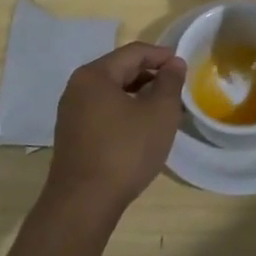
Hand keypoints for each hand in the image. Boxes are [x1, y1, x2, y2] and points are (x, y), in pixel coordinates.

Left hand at [45, 42, 187, 213]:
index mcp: (95, 75)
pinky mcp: (72, 136)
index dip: (162, 55)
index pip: (134, 52)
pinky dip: (125, 112)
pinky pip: (104, 111)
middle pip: (121, 70)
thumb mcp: (159, 113)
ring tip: (164, 110)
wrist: (84, 204)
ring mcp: (71, 113)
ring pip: (112, 93)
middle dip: (151, 76)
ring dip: (139, 95)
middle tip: (177, 89)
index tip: (184, 66)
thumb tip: (173, 63)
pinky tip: (142, 129)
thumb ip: (170, 82)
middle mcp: (78, 88)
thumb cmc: (125, 151)